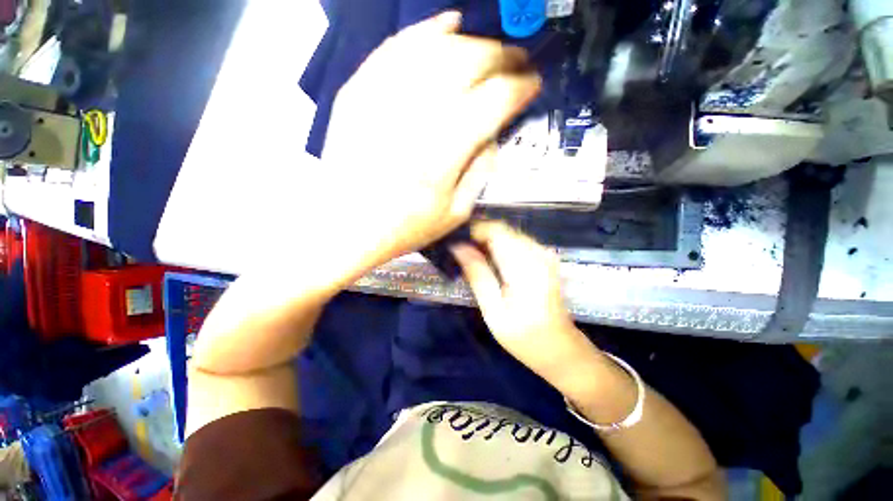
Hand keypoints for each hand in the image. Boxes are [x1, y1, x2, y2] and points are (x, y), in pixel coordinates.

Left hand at [322, 12, 540, 266]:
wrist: (346, 224)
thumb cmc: (403, 227)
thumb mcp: (455, 214)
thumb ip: (481, 172)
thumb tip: (494, 133)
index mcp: (443, 155)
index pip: (494, 101)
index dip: (520, 87)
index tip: (533, 84)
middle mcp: (415, 116)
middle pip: (469, 62)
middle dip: (503, 56)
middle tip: (517, 61)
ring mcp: (382, 97)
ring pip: (438, 48)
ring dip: (473, 43)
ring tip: (490, 51)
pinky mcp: (360, 89)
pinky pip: (399, 46)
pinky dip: (428, 30)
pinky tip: (449, 24)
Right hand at [451, 221, 596, 381]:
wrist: (560, 349)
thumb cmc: (524, 337)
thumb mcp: (494, 310)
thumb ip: (477, 274)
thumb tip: (458, 247)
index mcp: (526, 266)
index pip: (495, 230)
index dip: (472, 230)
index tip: (455, 243)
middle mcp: (538, 252)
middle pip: (501, 229)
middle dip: (477, 236)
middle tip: (459, 253)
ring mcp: (544, 253)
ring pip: (507, 234)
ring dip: (487, 241)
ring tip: (470, 258)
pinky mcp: (544, 258)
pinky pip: (515, 242)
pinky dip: (498, 247)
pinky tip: (489, 262)